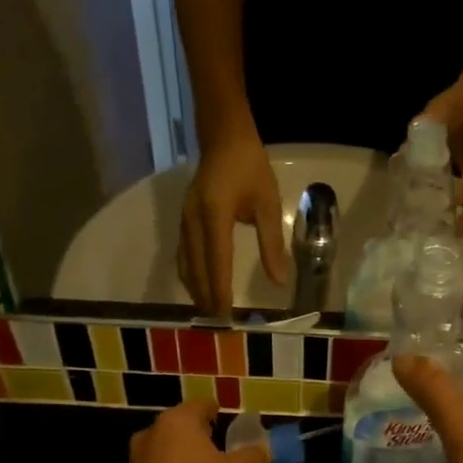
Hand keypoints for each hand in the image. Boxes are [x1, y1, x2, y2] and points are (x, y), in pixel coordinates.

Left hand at [116, 399, 268, 462]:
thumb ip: (253, 457)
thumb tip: (262, 448)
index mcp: (177, 421)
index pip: (202, 405)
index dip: (220, 414)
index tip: (232, 428)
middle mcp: (151, 433)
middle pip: (182, 429)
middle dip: (201, 439)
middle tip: (223, 455)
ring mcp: (134, 461)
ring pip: (166, 453)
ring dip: (183, 461)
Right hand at [178, 130, 286, 313]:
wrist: (223, 137)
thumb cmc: (250, 167)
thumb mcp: (268, 203)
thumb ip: (272, 243)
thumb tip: (279, 281)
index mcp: (215, 214)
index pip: (217, 260)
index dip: (220, 289)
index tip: (225, 314)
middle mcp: (193, 221)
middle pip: (196, 268)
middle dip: (206, 297)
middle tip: (219, 325)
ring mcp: (184, 222)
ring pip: (186, 265)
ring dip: (196, 291)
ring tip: (210, 314)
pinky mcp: (183, 222)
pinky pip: (184, 256)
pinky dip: (191, 277)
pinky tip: (201, 291)